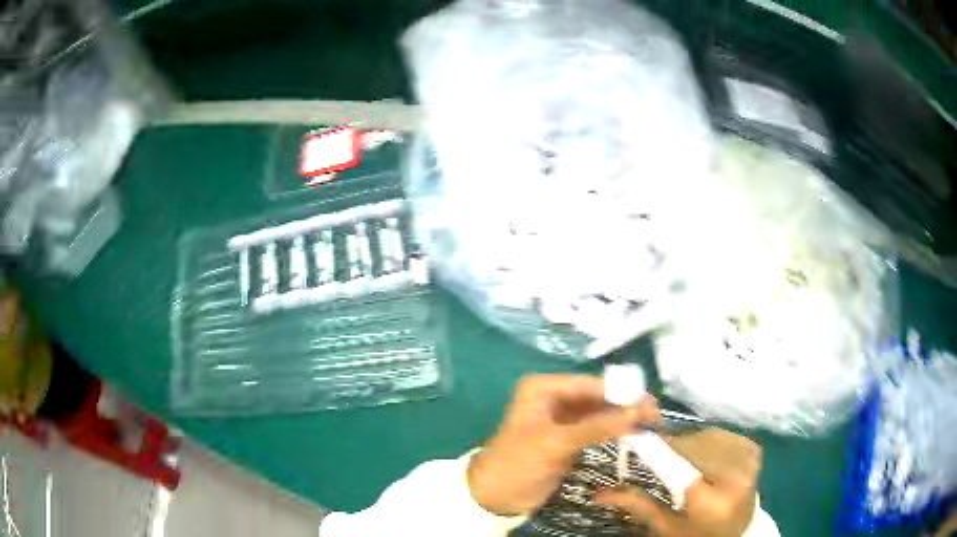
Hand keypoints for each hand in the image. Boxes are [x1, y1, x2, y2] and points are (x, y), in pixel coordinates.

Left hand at [467, 374, 660, 516]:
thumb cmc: (518, 462)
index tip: (651, 404)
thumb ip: (598, 426)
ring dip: (623, 419)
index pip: (591, 385)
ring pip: (600, 413)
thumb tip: (641, 410)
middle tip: (656, 417)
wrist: (494, 496)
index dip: (622, 393)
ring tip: (651, 426)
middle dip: (625, 406)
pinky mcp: (568, 438)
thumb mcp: (557, 443)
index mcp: (544, 388)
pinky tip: (633, 435)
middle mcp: (554, 398)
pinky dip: (614, 432)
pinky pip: (596, 429)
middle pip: (598, 397)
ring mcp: (562, 419)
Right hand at [595, 428, 761, 536]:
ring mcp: (748, 461)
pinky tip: (702, 454)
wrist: (738, 532)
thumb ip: (638, 506)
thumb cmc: (698, 534)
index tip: (638, 438)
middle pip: (694, 447)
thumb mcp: (666, 527)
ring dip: (689, 442)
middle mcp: (735, 479)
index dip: (658, 450)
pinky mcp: (754, 450)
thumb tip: (598, 493)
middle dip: (673, 447)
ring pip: (707, 436)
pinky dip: (707, 440)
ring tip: (680, 457)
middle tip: (657, 451)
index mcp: (711, 504)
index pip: (680, 467)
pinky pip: (722, 434)